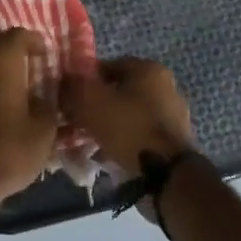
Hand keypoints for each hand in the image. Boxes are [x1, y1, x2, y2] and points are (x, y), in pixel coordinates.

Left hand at [0, 28, 58, 207]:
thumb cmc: (8, 149)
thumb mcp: (44, 130)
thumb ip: (49, 105)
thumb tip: (48, 95)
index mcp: (1, 61)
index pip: (17, 34)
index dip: (34, 40)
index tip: (45, 53)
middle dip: (3, 42)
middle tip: (22, 57)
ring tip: (8, 79)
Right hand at [64, 57, 194, 171]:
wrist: (166, 174)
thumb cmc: (128, 128)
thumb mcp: (91, 101)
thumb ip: (74, 86)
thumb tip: (65, 80)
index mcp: (149, 69)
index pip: (109, 66)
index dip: (86, 81)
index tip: (71, 98)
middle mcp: (166, 86)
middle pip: (120, 91)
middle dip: (98, 105)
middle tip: (78, 121)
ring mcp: (173, 114)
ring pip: (130, 114)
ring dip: (110, 124)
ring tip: (90, 142)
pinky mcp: (174, 140)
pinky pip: (140, 134)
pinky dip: (125, 140)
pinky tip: (109, 154)